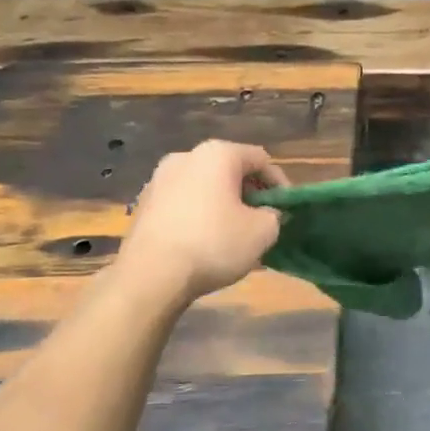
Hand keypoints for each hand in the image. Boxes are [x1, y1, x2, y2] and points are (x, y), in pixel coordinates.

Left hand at [119, 141, 287, 299]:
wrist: (150, 276)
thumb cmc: (213, 244)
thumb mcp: (263, 232)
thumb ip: (274, 215)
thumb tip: (266, 213)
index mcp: (218, 154)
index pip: (261, 159)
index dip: (279, 184)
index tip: (286, 209)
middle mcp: (186, 156)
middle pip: (230, 170)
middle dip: (249, 193)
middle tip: (261, 220)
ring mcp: (159, 179)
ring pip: (204, 186)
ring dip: (223, 204)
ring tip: (233, 233)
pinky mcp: (143, 204)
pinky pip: (183, 203)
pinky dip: (199, 215)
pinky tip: (204, 242)